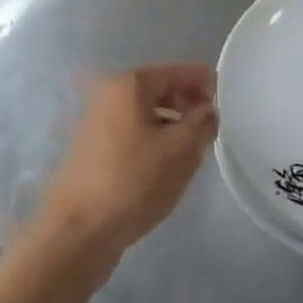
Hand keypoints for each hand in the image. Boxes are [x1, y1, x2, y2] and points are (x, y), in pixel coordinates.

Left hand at [34, 64, 217, 265]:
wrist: (79, 230)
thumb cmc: (135, 180)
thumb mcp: (181, 150)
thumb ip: (201, 122)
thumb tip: (207, 111)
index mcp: (129, 85)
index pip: (174, 72)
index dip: (201, 80)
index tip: (223, 94)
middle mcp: (107, 95)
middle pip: (156, 89)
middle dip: (185, 102)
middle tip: (209, 123)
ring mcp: (94, 122)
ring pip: (143, 113)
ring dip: (169, 122)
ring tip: (190, 146)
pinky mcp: (89, 150)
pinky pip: (130, 132)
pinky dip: (150, 138)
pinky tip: (163, 163)